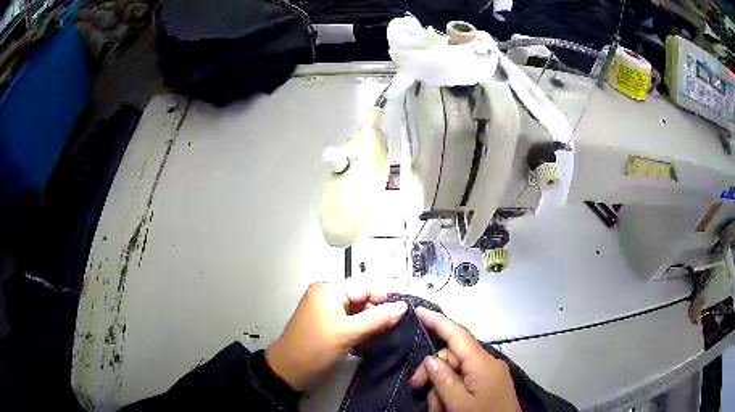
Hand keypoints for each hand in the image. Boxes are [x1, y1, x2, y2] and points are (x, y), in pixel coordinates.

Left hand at [265, 280, 407, 390]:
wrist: (288, 372)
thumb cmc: (315, 349)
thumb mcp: (347, 333)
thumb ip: (377, 318)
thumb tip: (404, 306)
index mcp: (329, 290)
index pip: (366, 286)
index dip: (388, 295)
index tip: (411, 304)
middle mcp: (330, 297)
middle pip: (364, 298)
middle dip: (382, 310)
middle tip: (405, 323)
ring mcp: (330, 313)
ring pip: (361, 312)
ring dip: (375, 323)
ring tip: (395, 332)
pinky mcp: (331, 327)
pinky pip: (354, 323)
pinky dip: (365, 331)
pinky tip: (377, 340)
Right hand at [410, 308, 520, 411]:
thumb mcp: (459, 404)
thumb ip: (443, 380)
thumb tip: (430, 358)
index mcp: (483, 364)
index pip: (459, 335)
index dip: (439, 321)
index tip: (420, 310)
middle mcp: (488, 363)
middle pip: (453, 356)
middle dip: (433, 372)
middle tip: (416, 388)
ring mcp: (490, 373)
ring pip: (456, 370)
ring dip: (442, 387)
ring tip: (437, 408)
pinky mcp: (490, 383)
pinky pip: (466, 379)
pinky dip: (452, 391)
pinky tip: (447, 406)